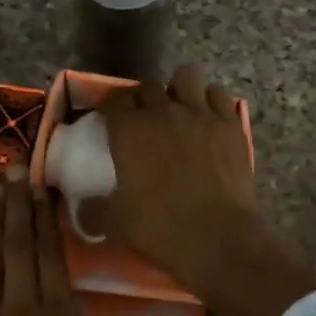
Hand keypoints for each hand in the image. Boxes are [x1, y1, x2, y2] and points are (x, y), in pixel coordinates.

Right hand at [89, 65, 258, 299]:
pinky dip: (211, 101)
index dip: (110, 107)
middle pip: (148, 86)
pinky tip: (209, 118)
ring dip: (180, 89)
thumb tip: (84, 208)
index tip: (110, 119)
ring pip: (186, 76)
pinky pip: (219, 95)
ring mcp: (201, 114)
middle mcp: (164, 112)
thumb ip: (95, 210)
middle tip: (144, 120)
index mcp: (130, 131)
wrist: (218, 239)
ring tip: (180, 108)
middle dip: (143, 99)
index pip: (114, 100)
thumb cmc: (160, 229)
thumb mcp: (116, 224)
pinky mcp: (231, 124)